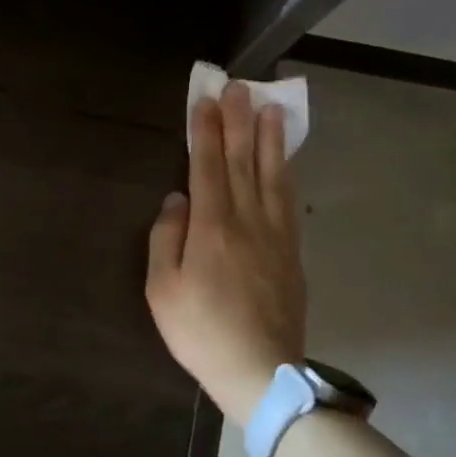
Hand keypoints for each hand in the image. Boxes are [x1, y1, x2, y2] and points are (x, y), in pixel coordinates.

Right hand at [145, 82, 306, 424]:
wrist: (260, 370)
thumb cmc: (201, 331)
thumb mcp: (163, 290)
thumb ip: (167, 238)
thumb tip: (177, 198)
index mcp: (211, 227)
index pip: (208, 167)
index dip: (206, 132)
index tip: (206, 101)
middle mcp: (246, 220)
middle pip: (243, 161)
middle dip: (238, 122)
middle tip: (239, 87)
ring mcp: (274, 235)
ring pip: (272, 176)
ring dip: (270, 139)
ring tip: (270, 108)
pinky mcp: (292, 252)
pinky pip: (289, 202)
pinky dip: (287, 174)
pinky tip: (286, 162)